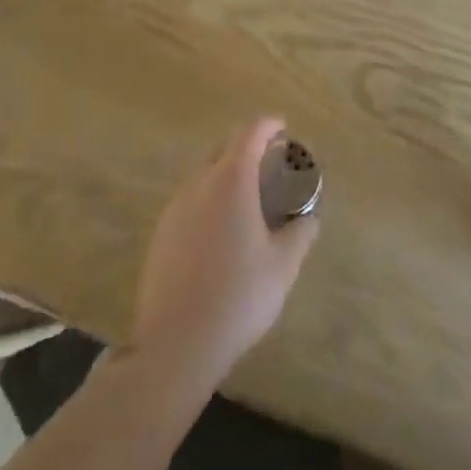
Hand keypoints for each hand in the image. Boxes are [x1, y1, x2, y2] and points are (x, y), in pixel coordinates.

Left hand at [128, 116, 318, 395]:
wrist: (175, 344)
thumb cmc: (238, 297)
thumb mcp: (283, 266)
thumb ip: (300, 234)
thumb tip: (309, 218)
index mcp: (231, 181)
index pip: (250, 134)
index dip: (268, 125)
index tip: (283, 128)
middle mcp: (199, 184)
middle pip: (223, 148)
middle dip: (246, 146)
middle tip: (269, 162)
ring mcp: (174, 208)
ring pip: (203, 174)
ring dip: (226, 173)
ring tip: (247, 196)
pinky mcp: (160, 234)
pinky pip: (189, 200)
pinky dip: (209, 198)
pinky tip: (221, 229)